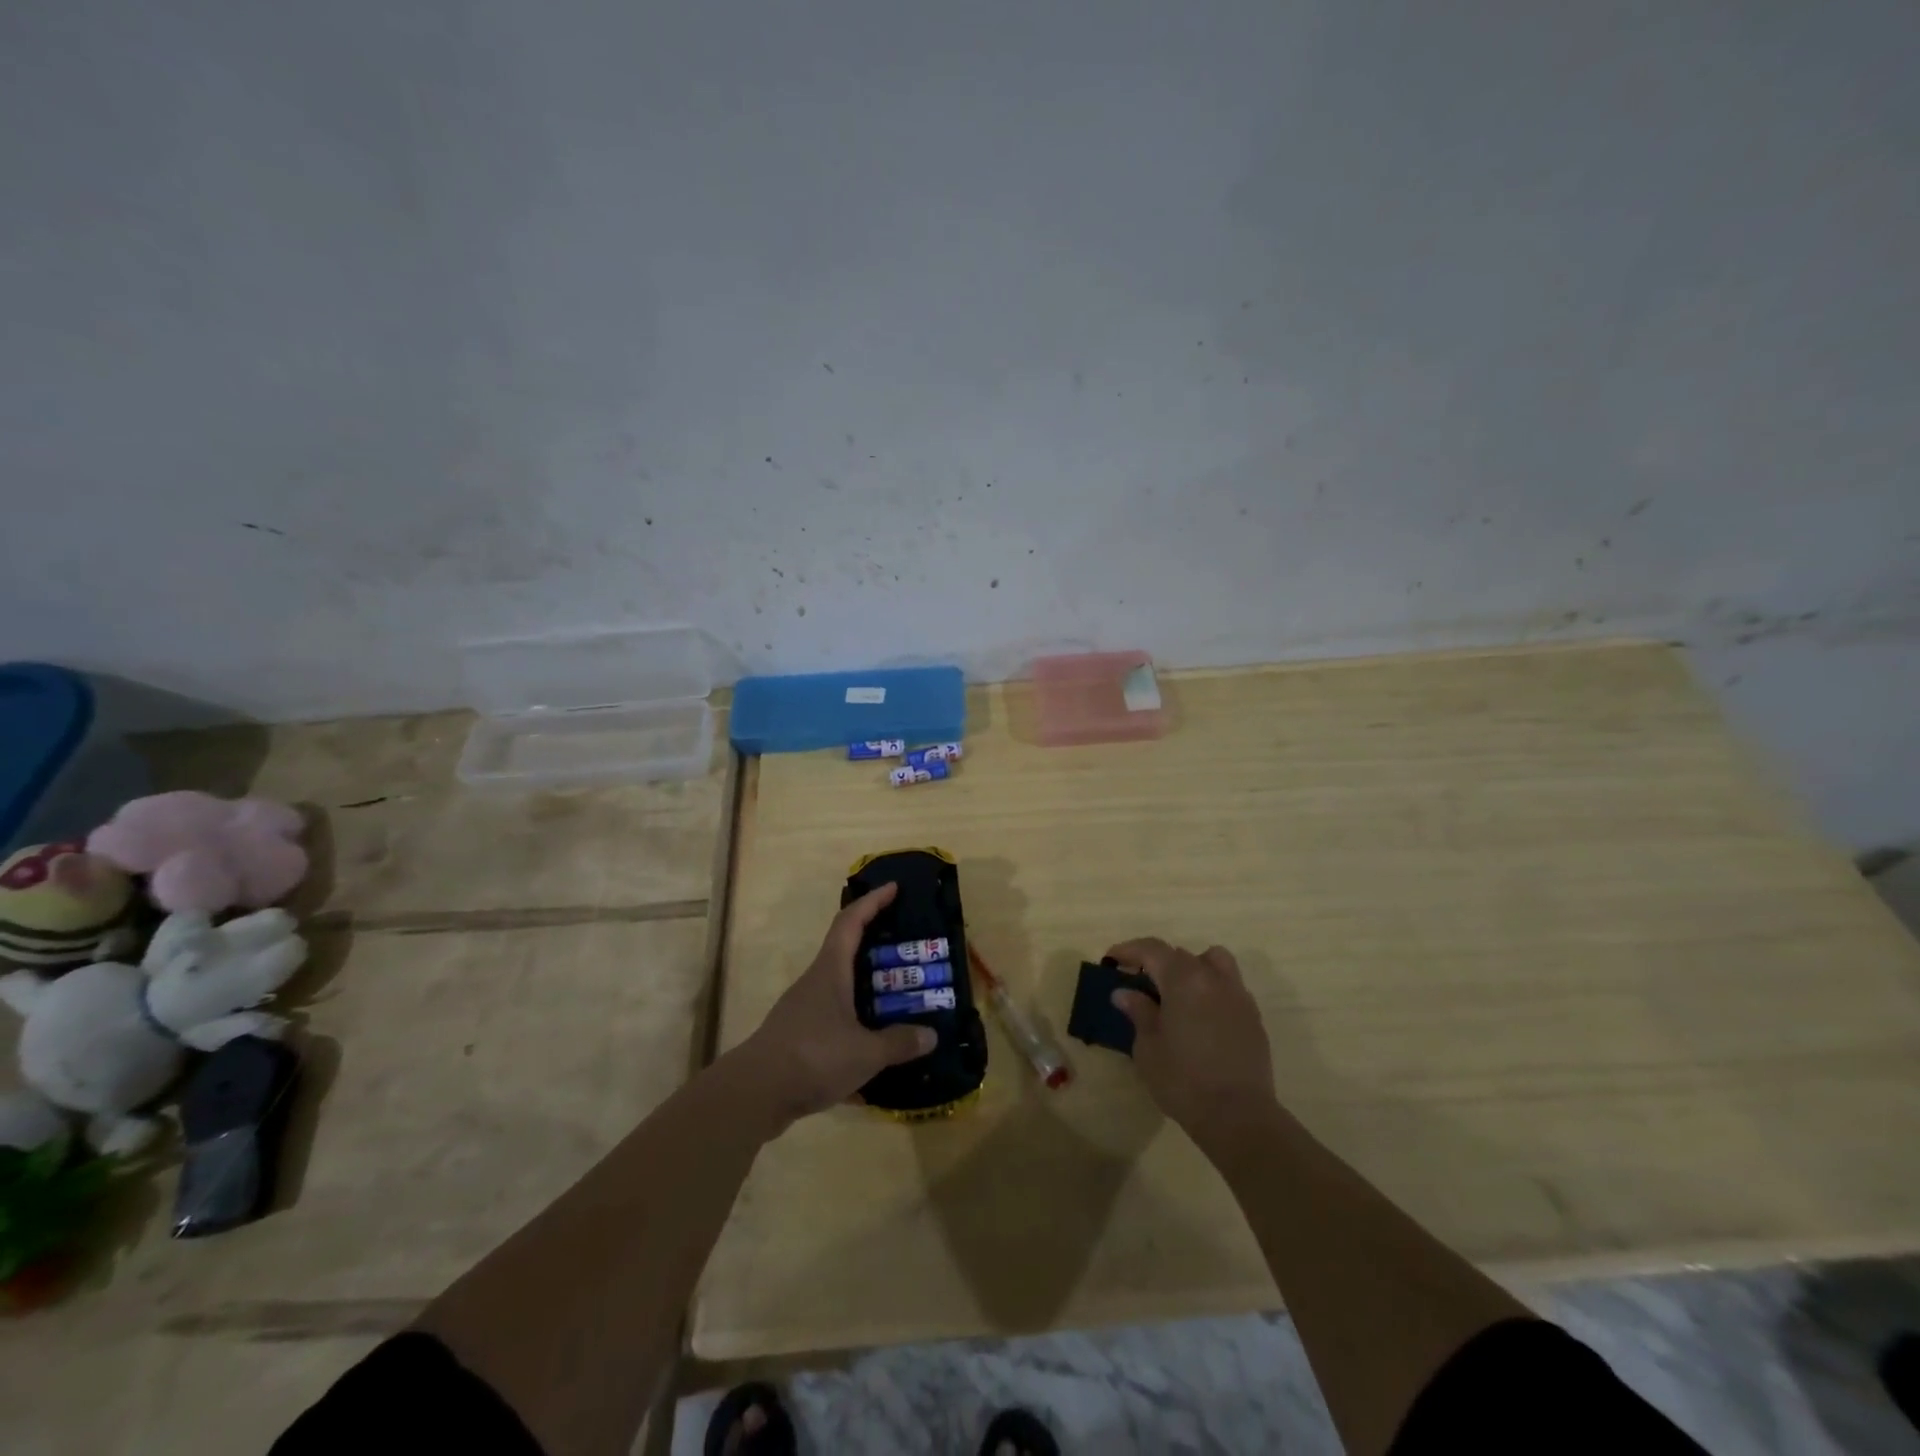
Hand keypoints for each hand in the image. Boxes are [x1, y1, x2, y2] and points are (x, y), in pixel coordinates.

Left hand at [740, 883, 936, 1130]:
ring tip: (900, 1004)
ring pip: (841, 992)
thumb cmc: (812, 1056)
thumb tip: (931, 1036)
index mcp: (830, 971)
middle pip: (846, 953)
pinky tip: (875, 1062)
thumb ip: (898, 1043)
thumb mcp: (865, 1052)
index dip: (872, 901)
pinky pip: (834, 1027)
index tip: (893, 888)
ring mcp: (803, 1011)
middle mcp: (815, 983)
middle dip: (876, 949)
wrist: (754, 1095)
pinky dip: (856, 1035)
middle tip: (909, 953)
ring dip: (867, 994)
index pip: (851, 922)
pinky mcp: (798, 1039)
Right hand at [1107, 938, 1275, 1140]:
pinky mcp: (1253, 1017)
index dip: (1129, 950)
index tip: (1112, 960)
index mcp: (1183, 979)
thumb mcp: (1148, 1047)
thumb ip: (1138, 1012)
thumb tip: (1125, 992)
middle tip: (1139, 983)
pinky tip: (1201, 1016)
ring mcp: (1238, 996)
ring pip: (1213, 962)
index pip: (1152, 949)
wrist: (1238, 1116)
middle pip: (1181, 955)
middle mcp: (1213, 978)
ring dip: (1192, 967)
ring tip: (1178, 992)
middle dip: (1157, 962)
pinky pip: (1229, 987)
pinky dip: (1211, 989)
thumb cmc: (1183, 1080)